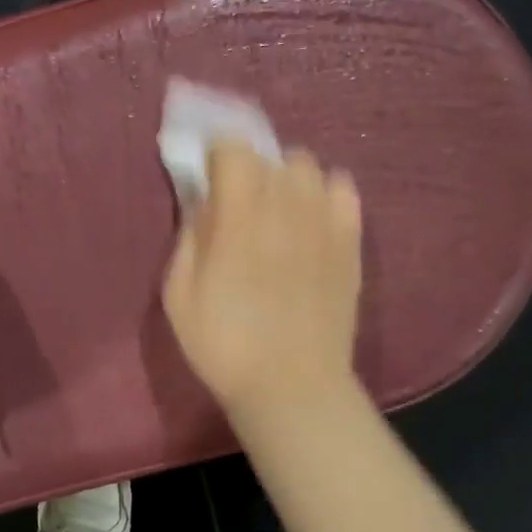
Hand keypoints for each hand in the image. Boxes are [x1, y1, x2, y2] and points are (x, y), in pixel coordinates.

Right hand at [163, 143, 362, 421]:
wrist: (291, 385)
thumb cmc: (224, 344)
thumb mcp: (179, 294)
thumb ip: (190, 237)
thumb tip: (203, 203)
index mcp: (239, 213)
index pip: (232, 147)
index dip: (216, 153)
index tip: (207, 175)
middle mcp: (286, 203)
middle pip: (271, 154)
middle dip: (250, 169)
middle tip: (238, 203)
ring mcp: (325, 220)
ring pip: (309, 167)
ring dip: (286, 179)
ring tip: (277, 210)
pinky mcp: (351, 241)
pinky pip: (344, 190)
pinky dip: (325, 193)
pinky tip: (312, 219)